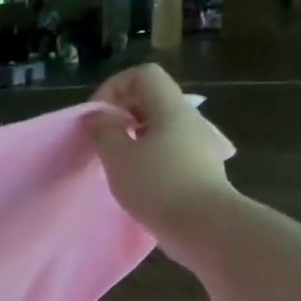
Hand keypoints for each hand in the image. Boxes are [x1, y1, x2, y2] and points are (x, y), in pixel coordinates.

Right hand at [85, 64, 237, 236]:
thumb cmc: (157, 184)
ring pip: (158, 124)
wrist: (203, 226)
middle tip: (101, 140)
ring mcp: (196, 143)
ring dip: (132, 135)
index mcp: (170, 108)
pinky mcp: (198, 166)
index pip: (142, 74)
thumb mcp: (118, 156)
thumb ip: (103, 131)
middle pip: (151, 97)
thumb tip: (97, 116)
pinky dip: (146, 153)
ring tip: (115, 161)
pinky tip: (136, 178)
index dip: (114, 87)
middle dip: (120, 112)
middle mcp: (187, 118)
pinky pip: (167, 146)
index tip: (98, 117)